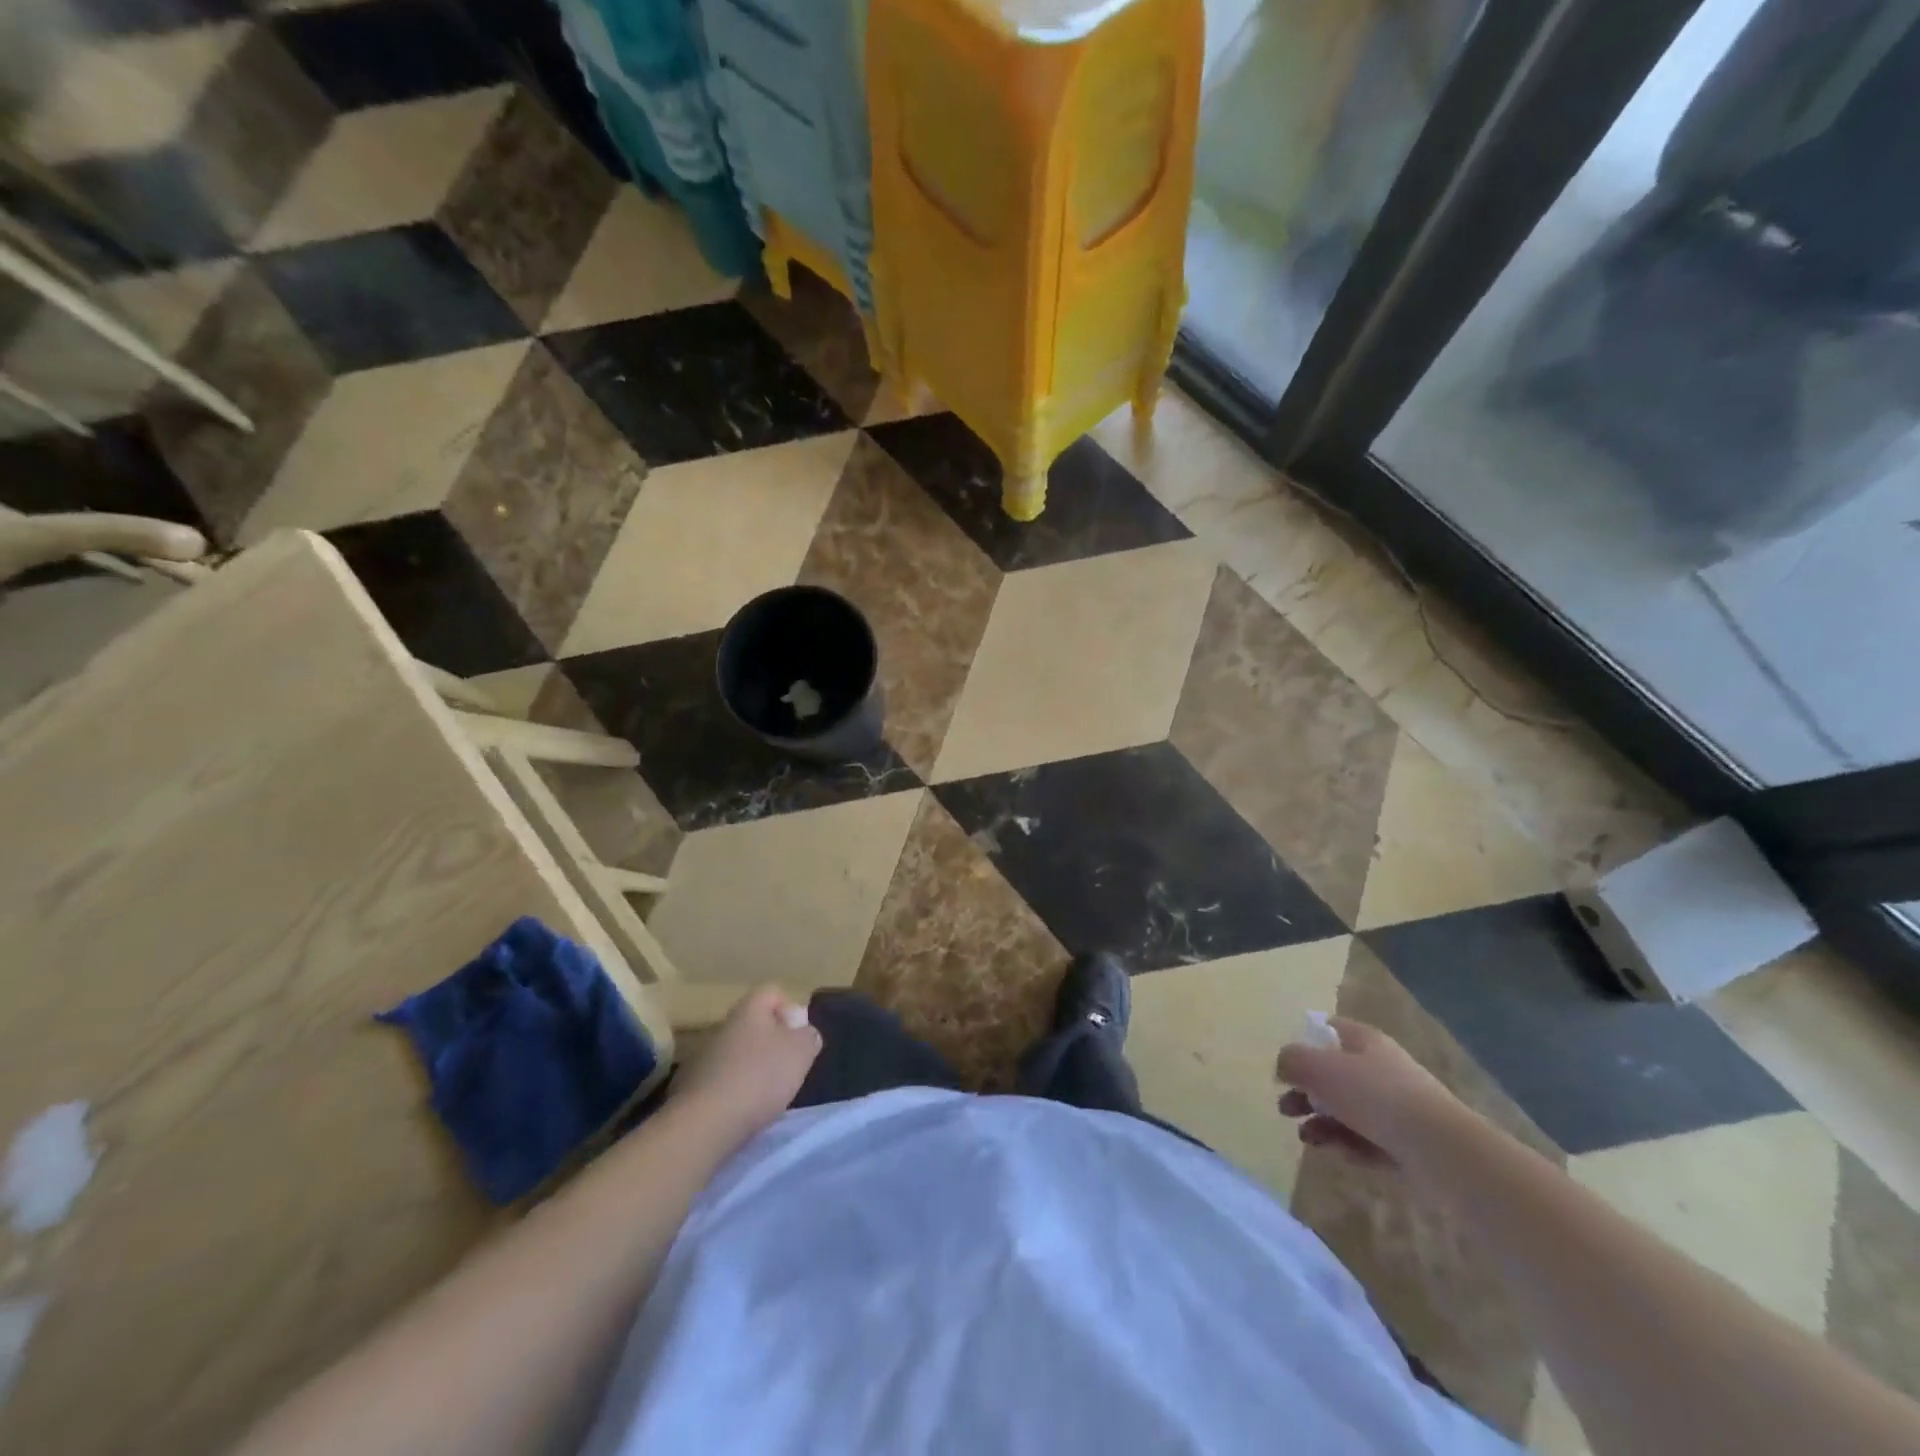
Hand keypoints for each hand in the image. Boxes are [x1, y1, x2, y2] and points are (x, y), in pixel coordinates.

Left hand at [671, 986, 822, 1145]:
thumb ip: (809, 1037)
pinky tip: (747, 1108)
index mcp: (749, 1009)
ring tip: (770, 1092)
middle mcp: (724, 1025)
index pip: (772, 992)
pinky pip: (725, 1078)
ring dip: (756, 1067)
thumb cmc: (760, 1077)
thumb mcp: (801, 1052)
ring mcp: (705, 1056)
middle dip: (775, 1042)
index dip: (790, 1009)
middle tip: (790, 1065)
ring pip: (740, 1052)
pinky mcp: (695, 1087)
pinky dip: (738, 1089)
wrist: (706, 1123)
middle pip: (756, 1024)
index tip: (799, 1036)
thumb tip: (805, 1034)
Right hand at [1275, 1018, 1467, 1170]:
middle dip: (1306, 1092)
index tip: (1286, 1066)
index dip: (1304, 1043)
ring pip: (1347, 1110)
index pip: (1328, 1030)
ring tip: (1307, 1138)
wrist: (1441, 1149)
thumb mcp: (1320, 1068)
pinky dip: (1350, 1145)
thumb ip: (1292, 1061)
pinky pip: (1368, 1139)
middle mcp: (1381, 1068)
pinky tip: (1342, 1155)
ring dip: (1322, 1123)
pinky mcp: (1406, 1142)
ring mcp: (1396, 1106)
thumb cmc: (1375, 1096)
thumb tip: (1283, 1066)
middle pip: (1333, 1074)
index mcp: (1364, 1041)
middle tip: (1285, 1108)